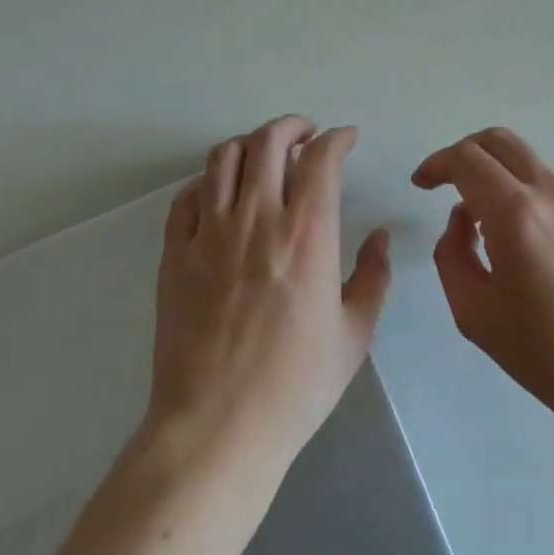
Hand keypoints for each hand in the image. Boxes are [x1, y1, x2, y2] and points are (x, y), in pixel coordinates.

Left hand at [146, 116, 391, 474]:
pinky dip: (209, 181)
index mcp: (306, 235)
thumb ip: (373, 276)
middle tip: (307, 135)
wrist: (216, 429)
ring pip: (224, 158)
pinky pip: (187, 197)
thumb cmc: (295, 385)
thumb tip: (379, 236)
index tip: (347, 138)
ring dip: (250, 145)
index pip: (321, 159)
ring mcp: (209, 234)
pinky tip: (221, 194)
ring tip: (264, 156)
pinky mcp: (174, 255)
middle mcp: (257, 220)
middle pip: (268, 142)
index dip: (338, 138)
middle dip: (292, 126)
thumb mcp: (355, 334)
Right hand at [415, 128, 553, 425]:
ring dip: (496, 176)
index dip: (437, 163)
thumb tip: (462, 218)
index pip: (467, 159)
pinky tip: (524, 243)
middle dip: (465, 152)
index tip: (422, 183)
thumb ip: (452, 253)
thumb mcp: (473, 311)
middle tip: (446, 182)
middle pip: (500, 141)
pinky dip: (525, 196)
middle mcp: (552, 193)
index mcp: (517, 215)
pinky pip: (550, 187)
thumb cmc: (542, 352)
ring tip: (485, 226)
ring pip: (527, 163)